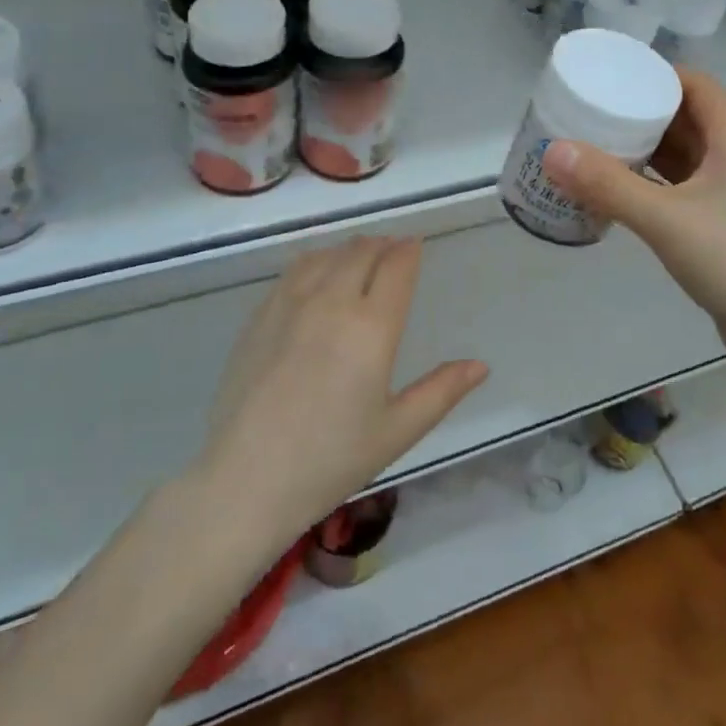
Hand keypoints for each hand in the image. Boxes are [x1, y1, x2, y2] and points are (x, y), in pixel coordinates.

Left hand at [200, 236, 487, 539]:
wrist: (245, 480)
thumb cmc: (330, 461)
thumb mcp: (396, 431)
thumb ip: (441, 391)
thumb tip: (480, 365)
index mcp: (372, 328)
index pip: (398, 265)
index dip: (410, 251)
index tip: (416, 248)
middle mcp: (333, 302)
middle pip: (363, 250)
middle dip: (384, 246)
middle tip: (393, 255)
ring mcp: (291, 303)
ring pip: (329, 254)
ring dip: (351, 250)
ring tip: (361, 260)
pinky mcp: (261, 314)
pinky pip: (297, 268)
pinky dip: (318, 260)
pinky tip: (320, 276)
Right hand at [542, 69, 725, 371]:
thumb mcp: (665, 220)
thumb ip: (608, 185)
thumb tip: (552, 150)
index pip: (699, 85)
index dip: (659, 74)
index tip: (614, 76)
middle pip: (689, 116)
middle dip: (644, 110)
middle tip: (595, 110)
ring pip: (686, 153)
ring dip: (648, 147)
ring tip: (599, 144)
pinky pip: (684, 185)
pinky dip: (654, 180)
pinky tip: (621, 189)